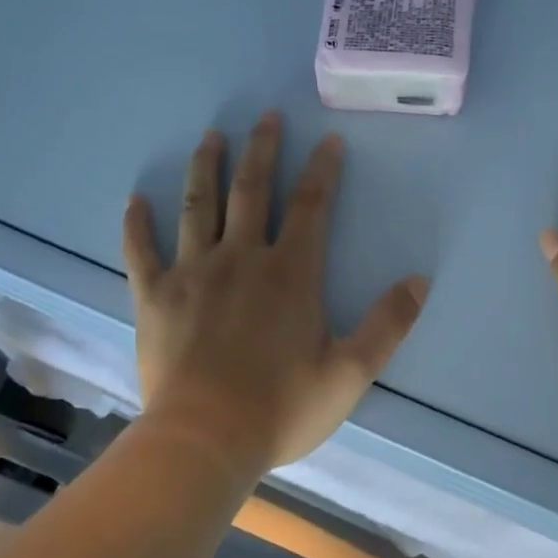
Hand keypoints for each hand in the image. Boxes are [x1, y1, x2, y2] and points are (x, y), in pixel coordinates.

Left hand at [123, 112, 427, 476]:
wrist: (205, 441)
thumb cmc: (282, 408)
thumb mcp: (351, 372)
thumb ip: (389, 324)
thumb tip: (421, 280)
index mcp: (290, 273)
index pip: (311, 206)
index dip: (323, 170)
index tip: (329, 140)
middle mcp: (241, 259)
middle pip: (252, 190)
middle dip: (263, 150)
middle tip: (267, 116)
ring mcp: (192, 273)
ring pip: (198, 206)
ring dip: (207, 168)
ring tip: (212, 136)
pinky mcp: (154, 297)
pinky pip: (142, 251)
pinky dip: (137, 225)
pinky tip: (136, 200)